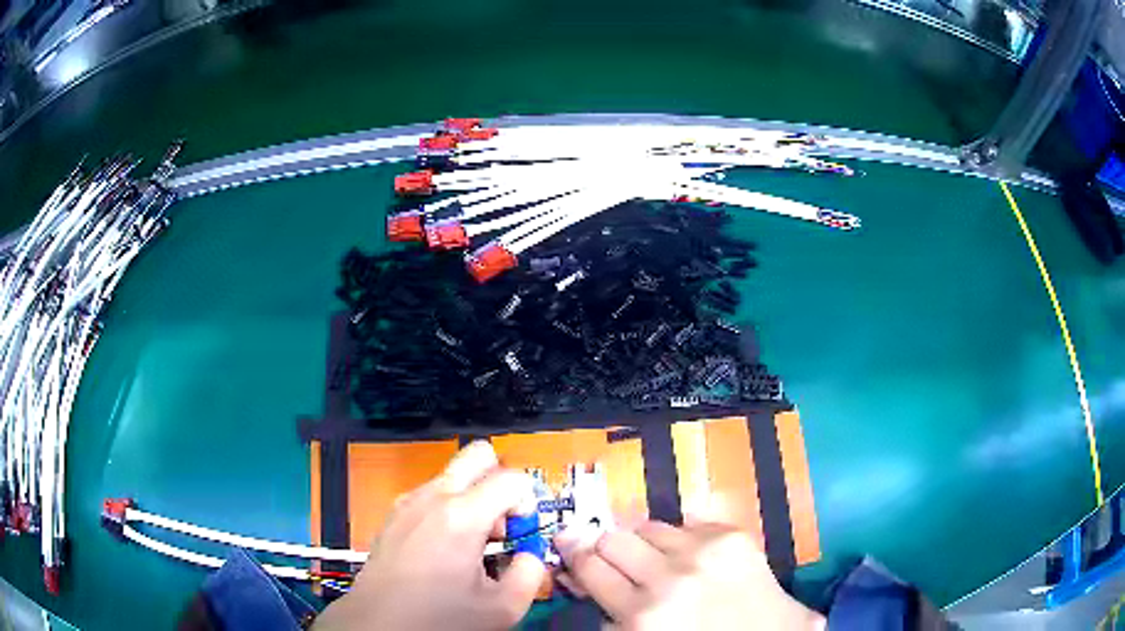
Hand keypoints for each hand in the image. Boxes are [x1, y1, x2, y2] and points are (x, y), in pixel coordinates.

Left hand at [315, 441, 546, 630]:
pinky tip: (445, 549)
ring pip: (454, 475)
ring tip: (472, 544)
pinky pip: (431, 494)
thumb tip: (530, 555)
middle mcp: (432, 497)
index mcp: (461, 515)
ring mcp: (408, 502)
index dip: (529, 502)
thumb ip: (530, 573)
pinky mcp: (393, 515)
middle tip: (501, 524)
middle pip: (478, 455)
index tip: (523, 534)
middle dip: (500, 482)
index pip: (513, 478)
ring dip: (474, 498)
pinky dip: (448, 509)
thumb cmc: (439, 618)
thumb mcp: (502, 608)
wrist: (378, 624)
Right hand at [556, 520, 824, 630]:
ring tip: (655, 559)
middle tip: (607, 554)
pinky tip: (691, 557)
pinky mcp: (733, 536)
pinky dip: (681, 538)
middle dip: (604, 545)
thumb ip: (612, 615)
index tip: (568, 545)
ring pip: (648, 526)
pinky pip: (687, 522)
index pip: (588, 566)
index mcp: (642, 615)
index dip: (574, 555)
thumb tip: (583, 580)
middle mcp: (669, 577)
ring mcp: (704, 551)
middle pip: (612, 538)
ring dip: (644, 542)